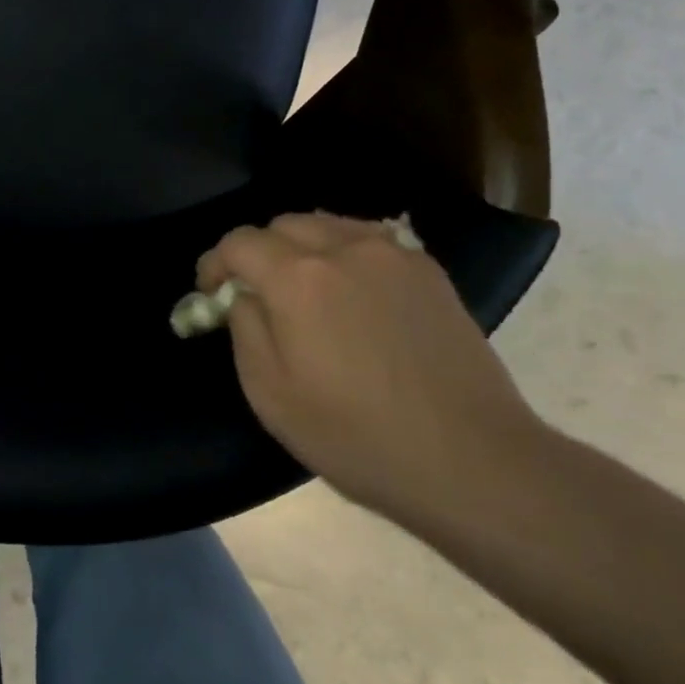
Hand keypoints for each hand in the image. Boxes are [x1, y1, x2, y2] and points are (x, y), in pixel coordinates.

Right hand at [198, 211, 547, 524]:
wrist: (471, 459)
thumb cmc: (357, 436)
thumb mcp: (271, 394)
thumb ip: (244, 329)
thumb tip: (243, 296)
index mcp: (297, 278)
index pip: (238, 242)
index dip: (215, 264)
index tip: (213, 294)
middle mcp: (343, 248)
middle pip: (283, 225)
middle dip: (259, 252)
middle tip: (258, 294)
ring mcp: (392, 254)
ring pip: (328, 224)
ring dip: (302, 247)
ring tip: (306, 290)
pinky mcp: (428, 270)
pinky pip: (370, 239)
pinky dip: (345, 252)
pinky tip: (353, 290)